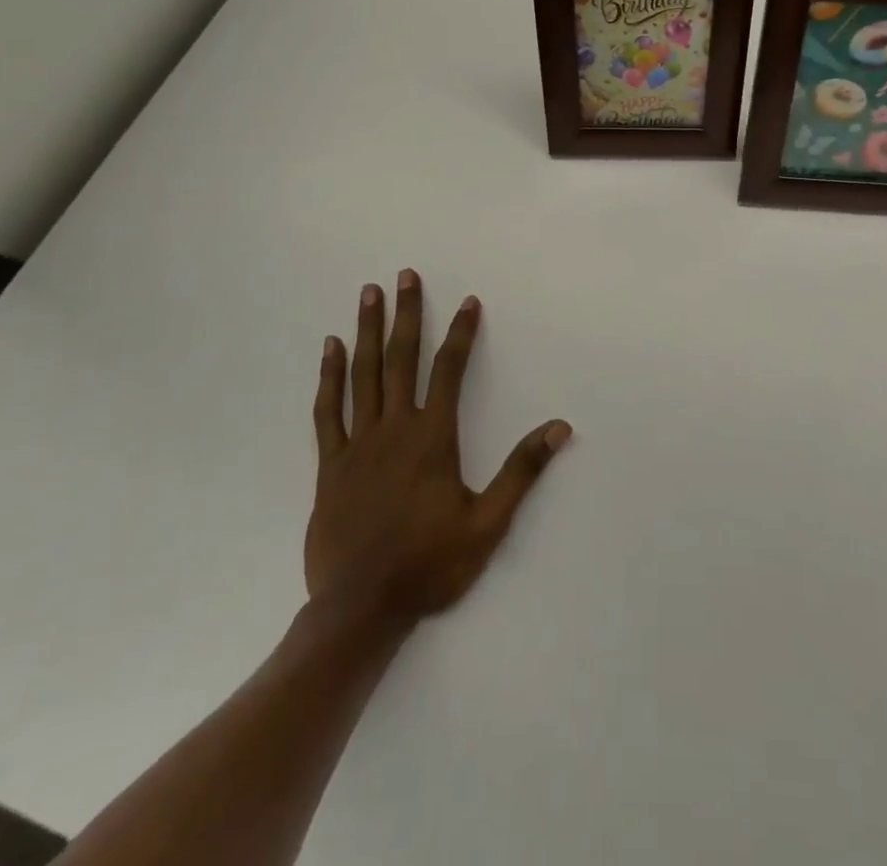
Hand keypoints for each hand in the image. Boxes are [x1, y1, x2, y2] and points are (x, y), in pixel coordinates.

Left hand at [307, 270, 571, 625]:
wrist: (361, 610)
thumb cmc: (430, 564)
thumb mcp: (488, 523)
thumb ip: (522, 470)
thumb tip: (559, 427)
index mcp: (433, 438)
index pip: (449, 370)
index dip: (460, 333)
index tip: (468, 301)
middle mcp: (394, 429)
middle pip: (401, 359)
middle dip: (407, 314)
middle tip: (405, 276)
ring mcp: (357, 444)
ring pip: (362, 375)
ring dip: (368, 331)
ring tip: (369, 293)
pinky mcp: (330, 465)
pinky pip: (327, 411)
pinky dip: (329, 376)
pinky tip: (330, 349)